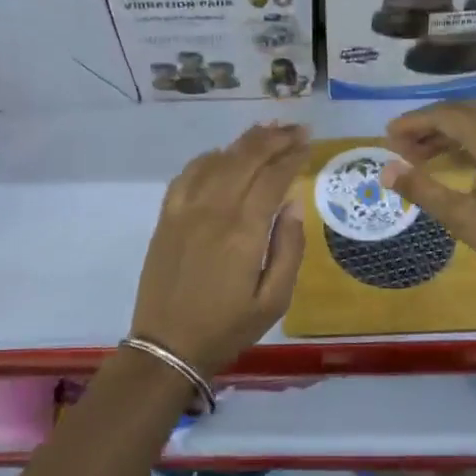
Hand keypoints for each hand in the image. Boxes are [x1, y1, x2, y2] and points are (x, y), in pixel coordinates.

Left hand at [130, 122, 308, 376]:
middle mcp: (213, 211)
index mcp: (243, 232)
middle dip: (273, 139)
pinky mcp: (166, 217)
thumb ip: (289, 248)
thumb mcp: (274, 300)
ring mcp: (184, 211)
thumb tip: (291, 203)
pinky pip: (187, 174)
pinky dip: (208, 158)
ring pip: (216, 160)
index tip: (308, 143)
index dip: (292, 156)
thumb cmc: (228, 327)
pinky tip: (222, 155)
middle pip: (244, 159)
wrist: (168, 346)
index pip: (272, 178)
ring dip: (243, 142)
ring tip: (266, 132)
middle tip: (295, 129)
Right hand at [381, 102, 475, 305]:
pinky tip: (450, 162)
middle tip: (398, 146)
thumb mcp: (464, 219)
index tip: (386, 137)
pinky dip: (466, 142)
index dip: (413, 122)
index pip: (446, 115)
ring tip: (416, 156)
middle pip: (462, 112)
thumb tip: (386, 170)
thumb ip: (423, 190)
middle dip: (427, 125)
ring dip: (446, 134)